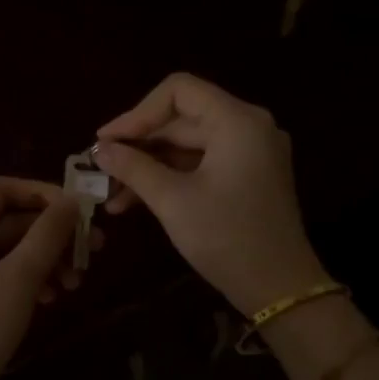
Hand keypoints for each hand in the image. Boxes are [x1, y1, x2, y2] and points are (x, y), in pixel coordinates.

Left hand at [0, 176, 85, 379]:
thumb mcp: (20, 277)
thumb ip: (48, 234)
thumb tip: (73, 201)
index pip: (0, 189)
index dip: (41, 192)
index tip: (78, 210)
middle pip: (7, 222)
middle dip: (51, 235)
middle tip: (92, 251)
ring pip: (6, 252)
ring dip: (44, 261)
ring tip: (75, 284)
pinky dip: (26, 281)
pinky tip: (50, 300)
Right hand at [95, 73, 328, 314]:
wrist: (278, 287)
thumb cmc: (226, 237)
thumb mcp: (173, 201)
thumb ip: (134, 168)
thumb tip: (99, 150)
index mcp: (237, 121)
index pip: (178, 91)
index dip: (137, 113)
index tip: (106, 141)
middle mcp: (248, 127)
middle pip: (182, 119)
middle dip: (138, 144)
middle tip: (100, 169)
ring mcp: (251, 153)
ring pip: (188, 146)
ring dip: (148, 166)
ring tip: (110, 195)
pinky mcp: (247, 177)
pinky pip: (201, 165)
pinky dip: (170, 178)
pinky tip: (134, 202)